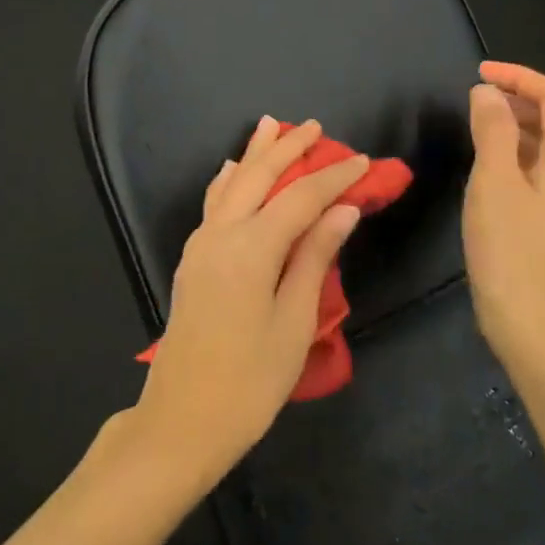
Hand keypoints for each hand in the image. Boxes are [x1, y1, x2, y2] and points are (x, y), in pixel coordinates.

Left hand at [134, 116, 367, 483]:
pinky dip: (228, 181)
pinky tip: (232, 170)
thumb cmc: (250, 381)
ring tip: (270, 126)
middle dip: (287, 148)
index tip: (362, 160)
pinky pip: (213, 204)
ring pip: (230, 184)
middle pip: (258, 177)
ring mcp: (200, 245)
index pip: (301, 198)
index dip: (333, 177)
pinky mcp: (191, 260)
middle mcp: (221, 234)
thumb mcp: (294, 321)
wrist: (182, 418)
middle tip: (314, 126)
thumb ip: (314, 257)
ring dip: (254, 155)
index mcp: (251, 248)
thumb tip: (343, 209)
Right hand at [462, 61, 544, 383]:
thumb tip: (488, 93)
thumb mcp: (493, 185)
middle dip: (519, 101)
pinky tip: (491, 175)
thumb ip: (491, 132)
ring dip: (517, 131)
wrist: (539, 336)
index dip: (520, 77)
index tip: (479, 73)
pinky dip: (520, 159)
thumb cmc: (512, 255)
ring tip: (476, 130)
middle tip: (473, 100)